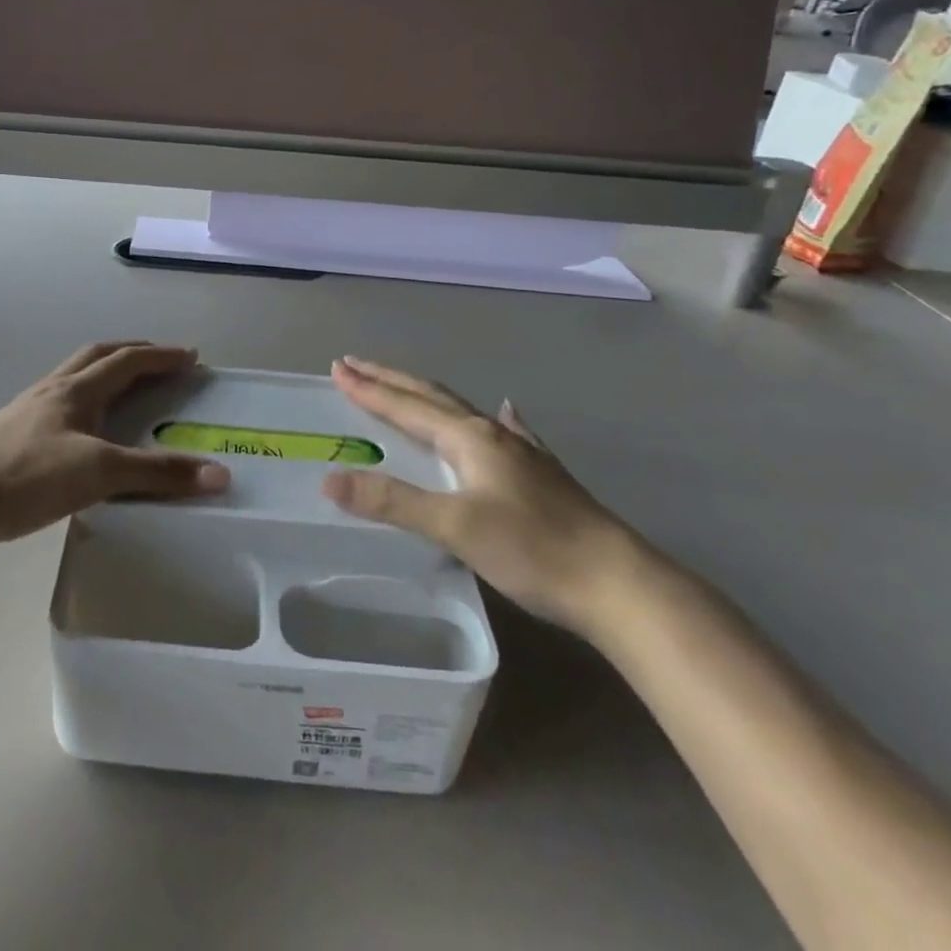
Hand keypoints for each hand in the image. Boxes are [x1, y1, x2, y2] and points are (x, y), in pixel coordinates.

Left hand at [0, 342, 228, 548]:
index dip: (162, 356)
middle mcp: (53, 391)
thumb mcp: (99, 473)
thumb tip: (219, 474)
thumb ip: (157, 473)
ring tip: (126, 393)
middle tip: (161, 362)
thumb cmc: (27, 476)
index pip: (127, 360)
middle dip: (133, 353)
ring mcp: (28, 411)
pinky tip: (84, 432)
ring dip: (105, 375)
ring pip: (75, 379)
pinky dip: (85, 404)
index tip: (191, 357)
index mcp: (76, 389)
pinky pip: (60, 406)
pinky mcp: (13, 436)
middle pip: (97, 356)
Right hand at [321, 357, 633, 633]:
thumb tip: (330, 478)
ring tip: (405, 388)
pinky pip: (505, 432)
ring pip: (462, 412)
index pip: (407, 405)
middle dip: (390, 381)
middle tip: (355, 365)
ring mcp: (522, 452)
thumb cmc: (533, 550)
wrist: (620, 584)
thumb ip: (392, 502)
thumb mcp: (455, 526)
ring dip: (425, 398)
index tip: (338, 368)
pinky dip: (489, 418)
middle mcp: (494, 434)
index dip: (369, 389)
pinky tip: (506, 414)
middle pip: (432, 397)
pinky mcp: (542, 476)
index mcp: (470, 438)